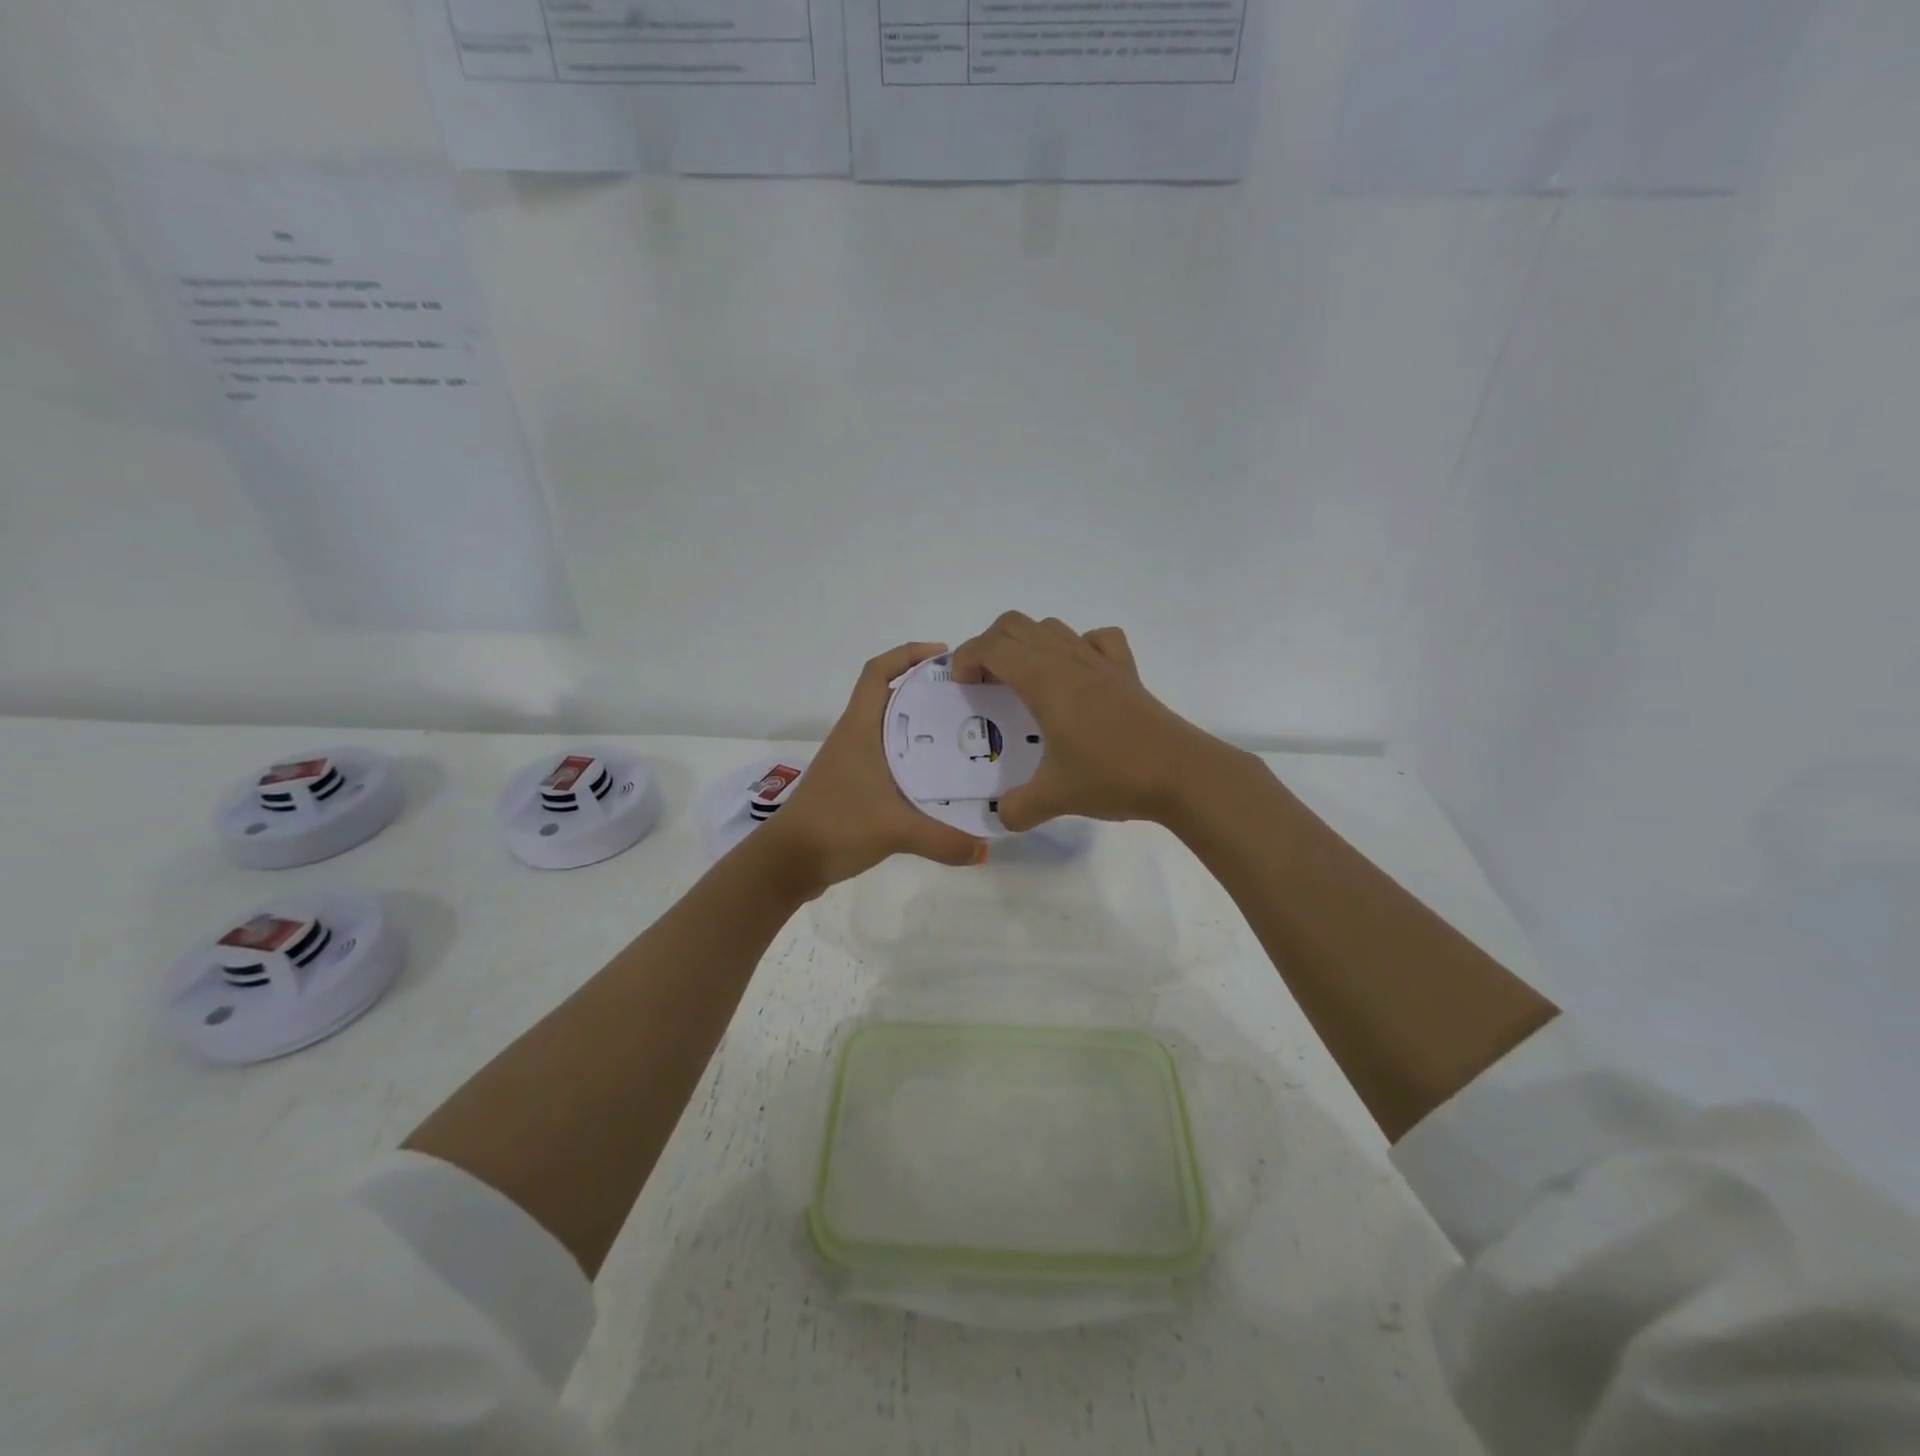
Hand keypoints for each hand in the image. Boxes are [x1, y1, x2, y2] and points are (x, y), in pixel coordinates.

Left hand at [756, 642, 988, 894]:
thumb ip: (944, 839)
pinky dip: (911, 757)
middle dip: (927, 691)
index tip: (944, 655)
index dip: (907, 654)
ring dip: (920, 726)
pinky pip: (887, 757)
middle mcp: (855, 736)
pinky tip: (936, 776)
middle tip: (968, 698)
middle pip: (890, 697)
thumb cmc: (837, 825)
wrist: (789, 862)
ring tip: (962, 734)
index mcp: (860, 728)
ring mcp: (851, 761)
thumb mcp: (895, 830)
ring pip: (890, 729)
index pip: (878, 672)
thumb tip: (986, 851)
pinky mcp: (852, 784)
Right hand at [949, 613, 1224, 830]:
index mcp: (1045, 680)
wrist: (1181, 773)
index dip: (967, 657)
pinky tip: (1075, 676)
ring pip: (1052, 627)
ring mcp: (1100, 662)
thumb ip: (1017, 808)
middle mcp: (1069, 660)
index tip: (961, 686)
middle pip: (1017, 625)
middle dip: (989, 645)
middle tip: (984, 682)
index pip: (993, 646)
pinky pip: (1097, 639)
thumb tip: (1001, 817)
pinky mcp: (1126, 673)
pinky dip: (1076, 646)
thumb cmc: (1112, 775)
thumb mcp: (1055, 798)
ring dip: (1026, 644)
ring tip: (1022, 682)